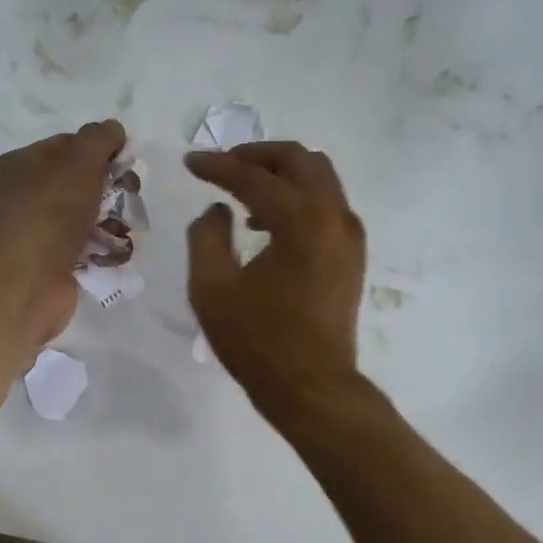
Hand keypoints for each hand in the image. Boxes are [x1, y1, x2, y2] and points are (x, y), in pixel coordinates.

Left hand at [0, 120, 127, 350]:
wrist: (25, 284)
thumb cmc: (49, 215)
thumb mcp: (78, 162)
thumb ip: (99, 138)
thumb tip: (114, 130)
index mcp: (20, 165)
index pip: (68, 145)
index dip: (101, 150)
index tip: (126, 163)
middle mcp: (24, 196)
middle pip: (81, 181)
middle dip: (112, 189)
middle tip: (129, 198)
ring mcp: (38, 232)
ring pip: (87, 216)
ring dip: (112, 221)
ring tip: (122, 230)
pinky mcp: (52, 263)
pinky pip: (86, 247)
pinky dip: (103, 249)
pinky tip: (114, 253)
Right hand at [185, 142, 366, 421]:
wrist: (312, 387)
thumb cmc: (258, 343)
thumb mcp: (212, 290)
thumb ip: (206, 237)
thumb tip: (218, 210)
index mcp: (300, 221)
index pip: (254, 177)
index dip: (218, 165)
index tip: (190, 162)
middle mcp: (333, 216)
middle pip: (299, 160)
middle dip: (257, 156)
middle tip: (223, 166)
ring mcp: (349, 235)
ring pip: (319, 177)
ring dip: (280, 174)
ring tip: (242, 191)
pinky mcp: (352, 254)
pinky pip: (327, 203)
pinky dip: (298, 197)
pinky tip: (267, 222)